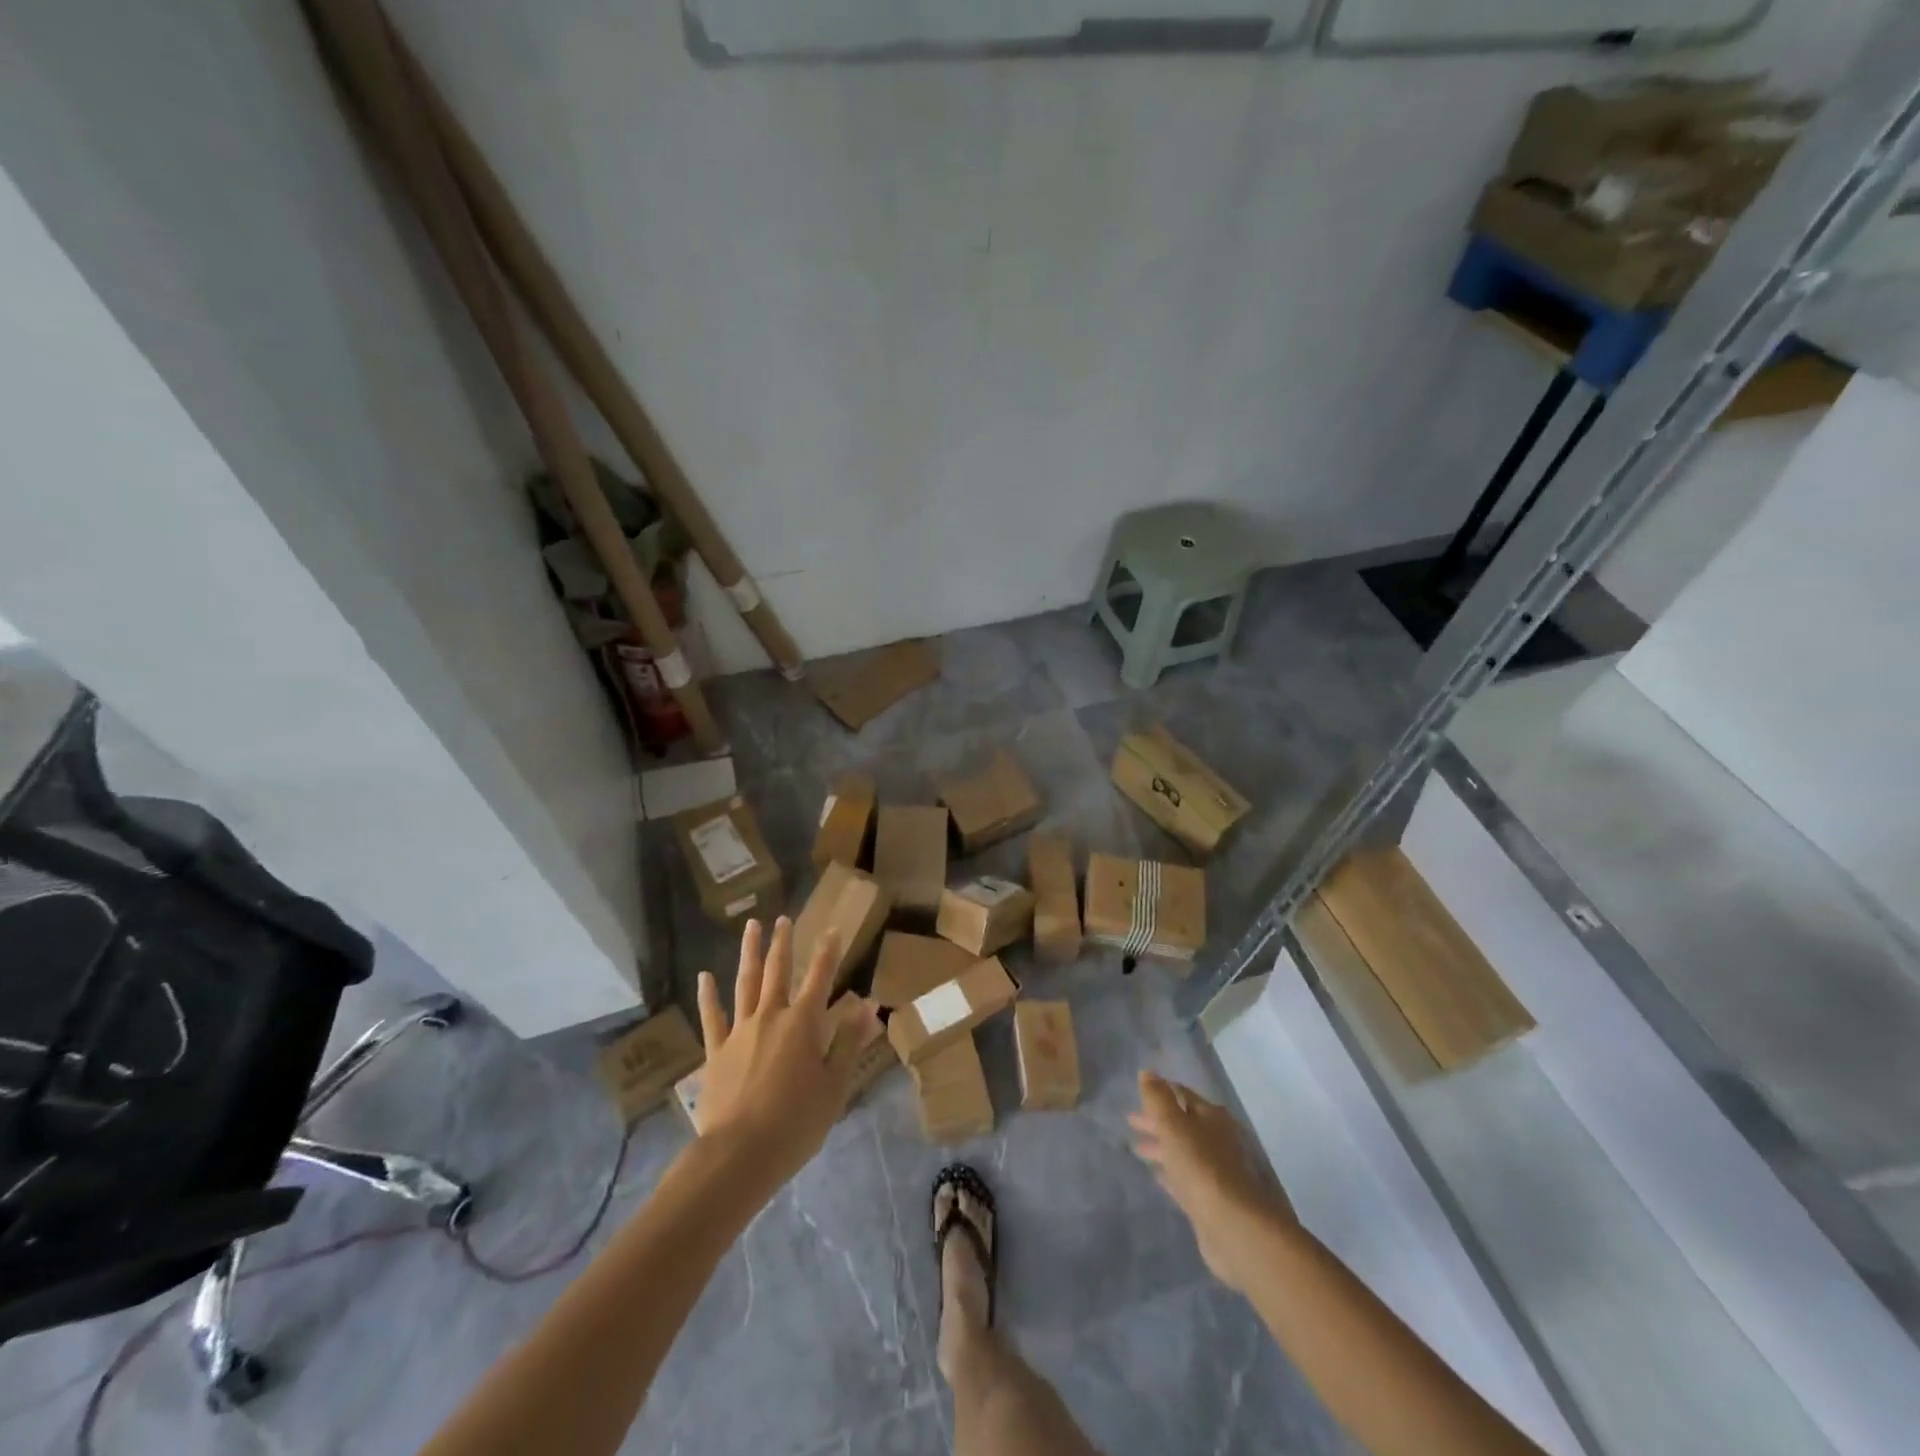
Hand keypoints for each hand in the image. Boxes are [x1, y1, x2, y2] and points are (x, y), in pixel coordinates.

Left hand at [694, 918, 880, 1191]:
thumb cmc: (796, 1122)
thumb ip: (848, 1041)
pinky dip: (708, 995)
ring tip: (751, 927)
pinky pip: (712, 1017)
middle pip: (778, 971)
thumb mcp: (835, 1085)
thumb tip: (866, 1004)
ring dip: (750, 953)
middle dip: (783, 943)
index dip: (828, 952)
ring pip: (745, 983)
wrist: (739, 1155)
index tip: (833, 929)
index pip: (820, 978)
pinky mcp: (716, 1052)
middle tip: (784, 919)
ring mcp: (739, 1032)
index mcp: (803, 1024)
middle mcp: (770, 1017)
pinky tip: (704, 976)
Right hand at [1130, 1070, 1293, 1293]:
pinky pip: (1184, 1177)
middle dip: (1156, 1121)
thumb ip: (1157, 1097)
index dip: (1161, 1092)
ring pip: (1182, 1151)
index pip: (1182, 1095)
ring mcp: (1215, 1170)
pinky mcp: (1210, 1199)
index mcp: (1211, 1116)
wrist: (1232, 1225)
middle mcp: (1217, 1139)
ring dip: (1161, 1147)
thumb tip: (1147, 1071)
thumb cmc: (1200, 1165)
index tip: (1139, 1093)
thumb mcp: (1173, 1124)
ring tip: (1136, 1148)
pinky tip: (1156, 1175)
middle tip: (1130, 1121)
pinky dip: (1170, 1172)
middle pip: (1182, 1124)